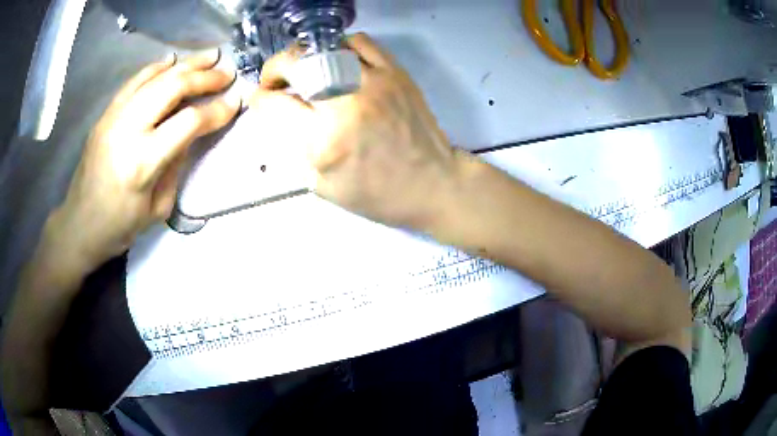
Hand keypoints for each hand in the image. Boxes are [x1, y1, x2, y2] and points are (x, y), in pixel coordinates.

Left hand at [53, 50, 240, 269]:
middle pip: (173, 87)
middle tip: (227, 73)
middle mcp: (128, 129)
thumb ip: (176, 164)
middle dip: (205, 77)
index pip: (189, 121)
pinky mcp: (106, 114)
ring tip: (210, 57)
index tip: (236, 101)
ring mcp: (114, 117)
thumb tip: (192, 133)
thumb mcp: (157, 207)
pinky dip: (157, 67)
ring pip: (156, 76)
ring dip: (186, 64)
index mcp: (143, 162)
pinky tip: (173, 60)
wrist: (79, 225)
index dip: (217, 109)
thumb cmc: (119, 227)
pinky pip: (134, 80)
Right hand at [250, 33, 465, 229]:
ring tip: (305, 69)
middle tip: (275, 80)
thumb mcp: (324, 186)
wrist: (433, 184)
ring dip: (305, 55)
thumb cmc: (378, 195)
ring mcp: (373, 82)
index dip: (259, 99)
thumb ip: (296, 148)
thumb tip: (281, 116)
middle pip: (295, 64)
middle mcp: (345, 102)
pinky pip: (361, 43)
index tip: (261, 100)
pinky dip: (341, 46)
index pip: (274, 103)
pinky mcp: (395, 73)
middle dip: (274, 69)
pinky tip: (338, 61)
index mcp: (323, 139)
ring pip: (325, 47)